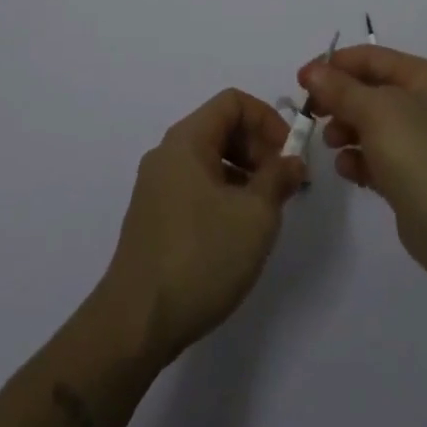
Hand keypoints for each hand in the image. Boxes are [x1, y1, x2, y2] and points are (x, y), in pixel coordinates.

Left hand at [99, 89, 305, 365]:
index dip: (268, 119)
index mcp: (186, 140)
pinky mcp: (154, 218)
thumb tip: (292, 161)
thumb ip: (278, 179)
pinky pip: (196, 186)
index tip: (290, 154)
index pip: (233, 102)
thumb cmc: (200, 257)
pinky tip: (239, 231)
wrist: (135, 325)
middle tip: (283, 183)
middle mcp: (167, 154)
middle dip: (258, 147)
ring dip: (244, 173)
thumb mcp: (255, 215)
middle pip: (221, 127)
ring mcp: (157, 187)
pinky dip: (224, 193)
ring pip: (210, 159)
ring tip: (267, 209)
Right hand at [299, 47, 426, 290]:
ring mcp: (419, 142)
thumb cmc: (420, 154)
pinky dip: (358, 160)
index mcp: (422, 77)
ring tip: (332, 144)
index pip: (371, 58)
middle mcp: (423, 104)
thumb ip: (340, 89)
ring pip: (370, 125)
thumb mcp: (376, 111)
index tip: (301, 80)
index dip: (334, 64)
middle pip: (369, 91)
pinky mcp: (411, 177)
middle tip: (311, 113)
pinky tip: (347, 170)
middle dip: (338, 100)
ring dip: (345, 130)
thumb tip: (312, 71)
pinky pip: (375, 158)